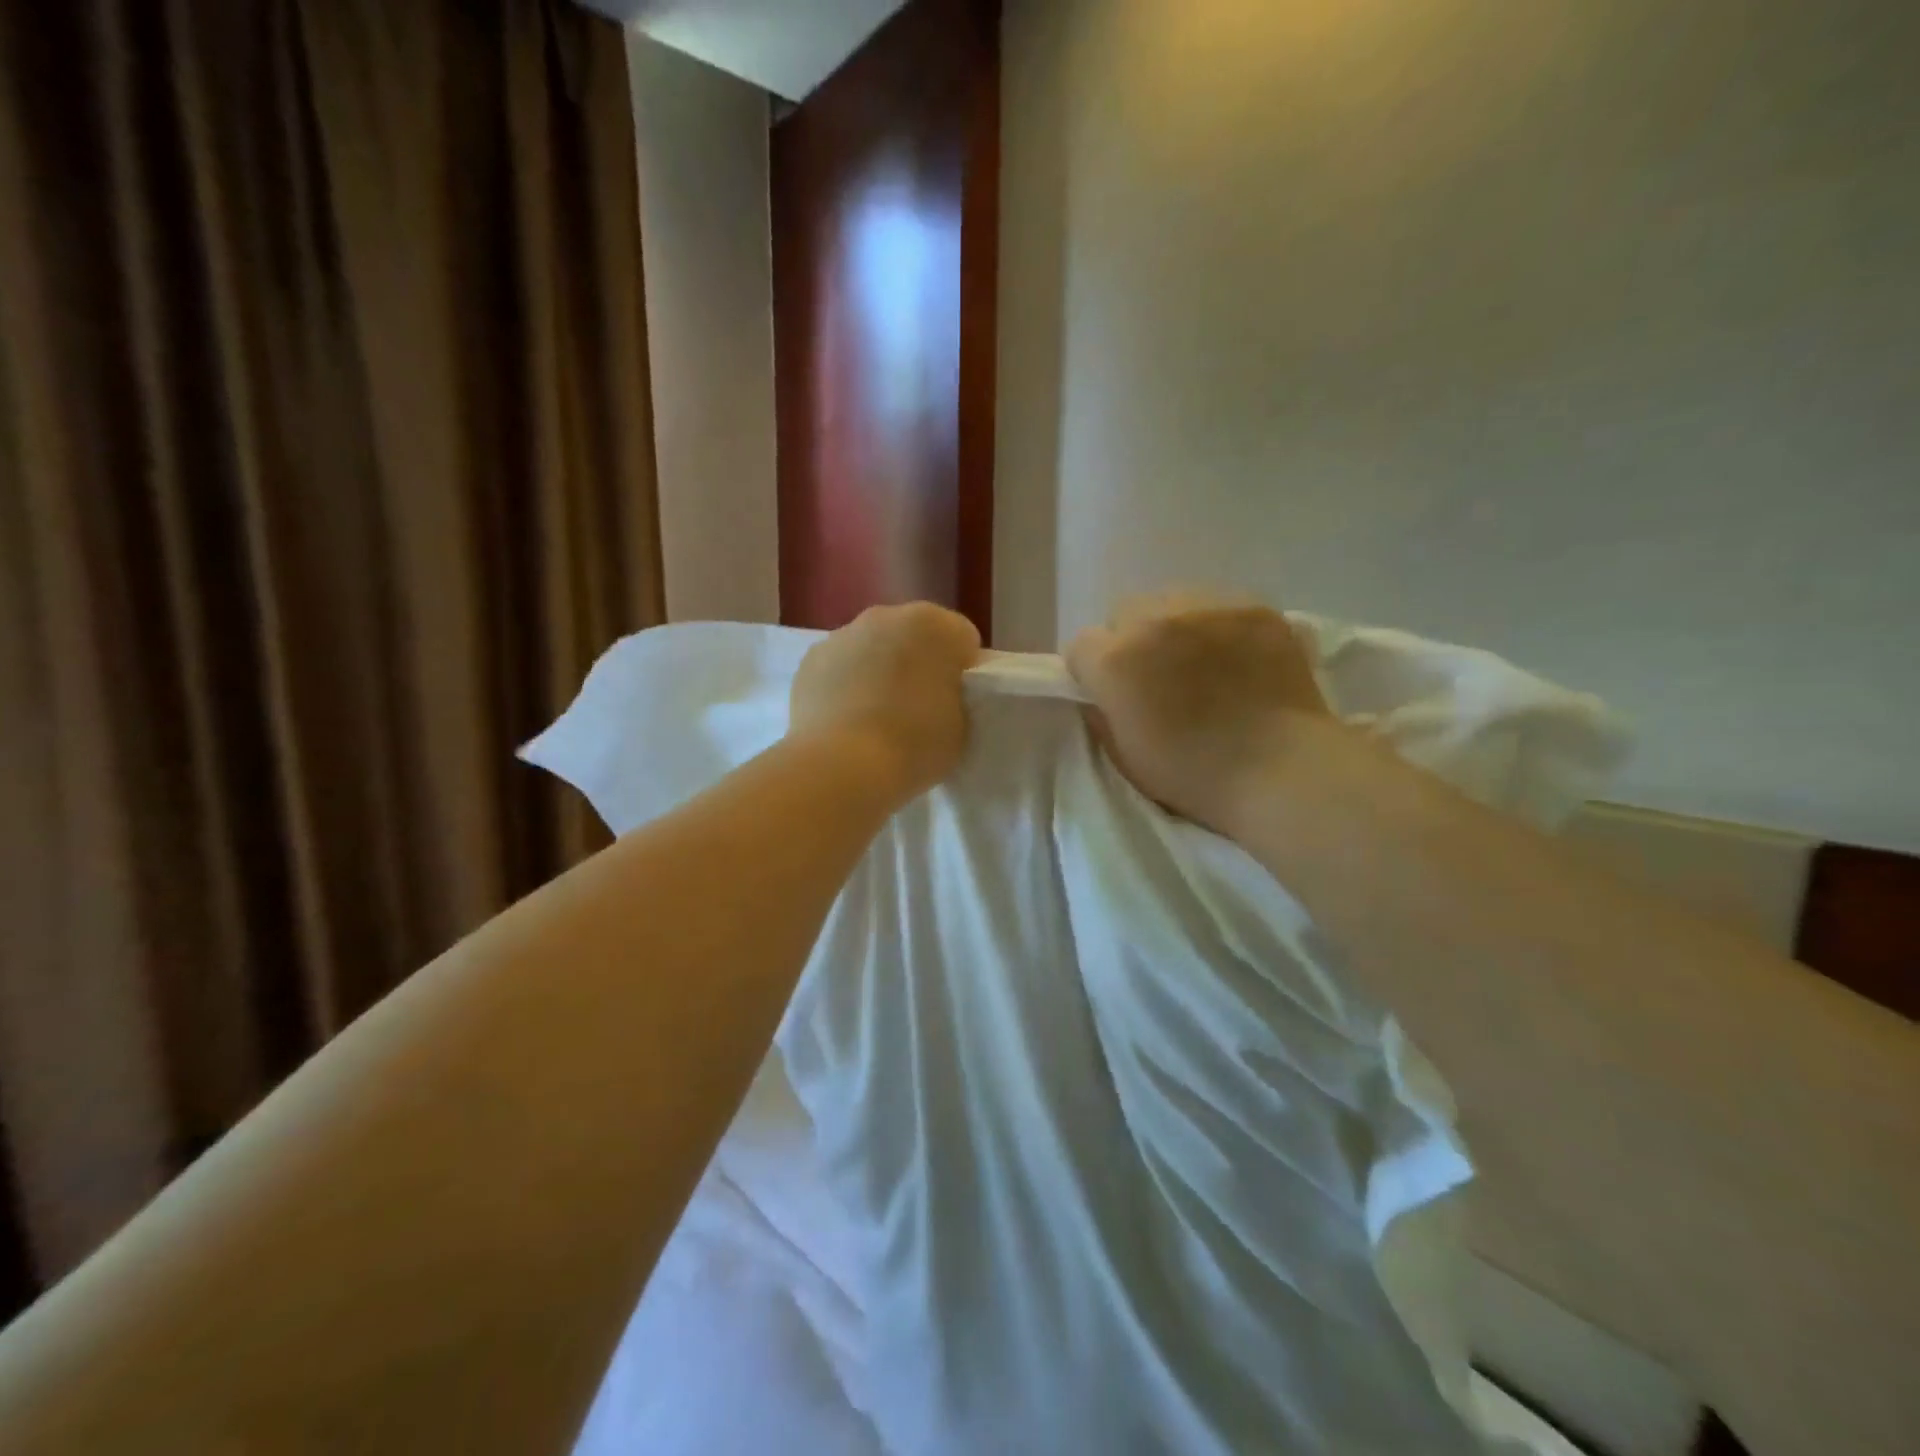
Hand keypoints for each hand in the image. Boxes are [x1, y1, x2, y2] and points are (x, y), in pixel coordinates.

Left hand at [789, 603, 981, 806]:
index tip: (957, 704)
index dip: (963, 673)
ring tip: (878, 720)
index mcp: (935, 625)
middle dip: (919, 665)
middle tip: (920, 710)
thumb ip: (956, 699)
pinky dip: (845, 686)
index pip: (963, 641)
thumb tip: (941, 696)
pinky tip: (846, 722)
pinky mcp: (810, 660)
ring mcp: (843, 634)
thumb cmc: (915, 743)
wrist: (841, 765)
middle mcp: (887, 616)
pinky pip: (840, 668)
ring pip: (873, 648)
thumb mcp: (962, 726)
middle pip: (914, 637)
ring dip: (879, 671)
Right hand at [1065, 594, 1337, 837]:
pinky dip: (1217, 626)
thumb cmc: (1193, 774)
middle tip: (1157, 676)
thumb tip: (1103, 693)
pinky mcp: (1253, 606)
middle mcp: (1154, 619)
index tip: (1113, 694)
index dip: (1093, 672)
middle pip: (1124, 613)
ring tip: (1200, 661)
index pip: (1081, 646)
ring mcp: (1207, 606)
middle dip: (1131, 641)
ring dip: (1173, 627)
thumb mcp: (1124, 755)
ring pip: (1171, 601)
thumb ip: (1103, 712)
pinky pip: (1218, 605)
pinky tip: (1236, 656)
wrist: (1280, 769)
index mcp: (1116, 660)